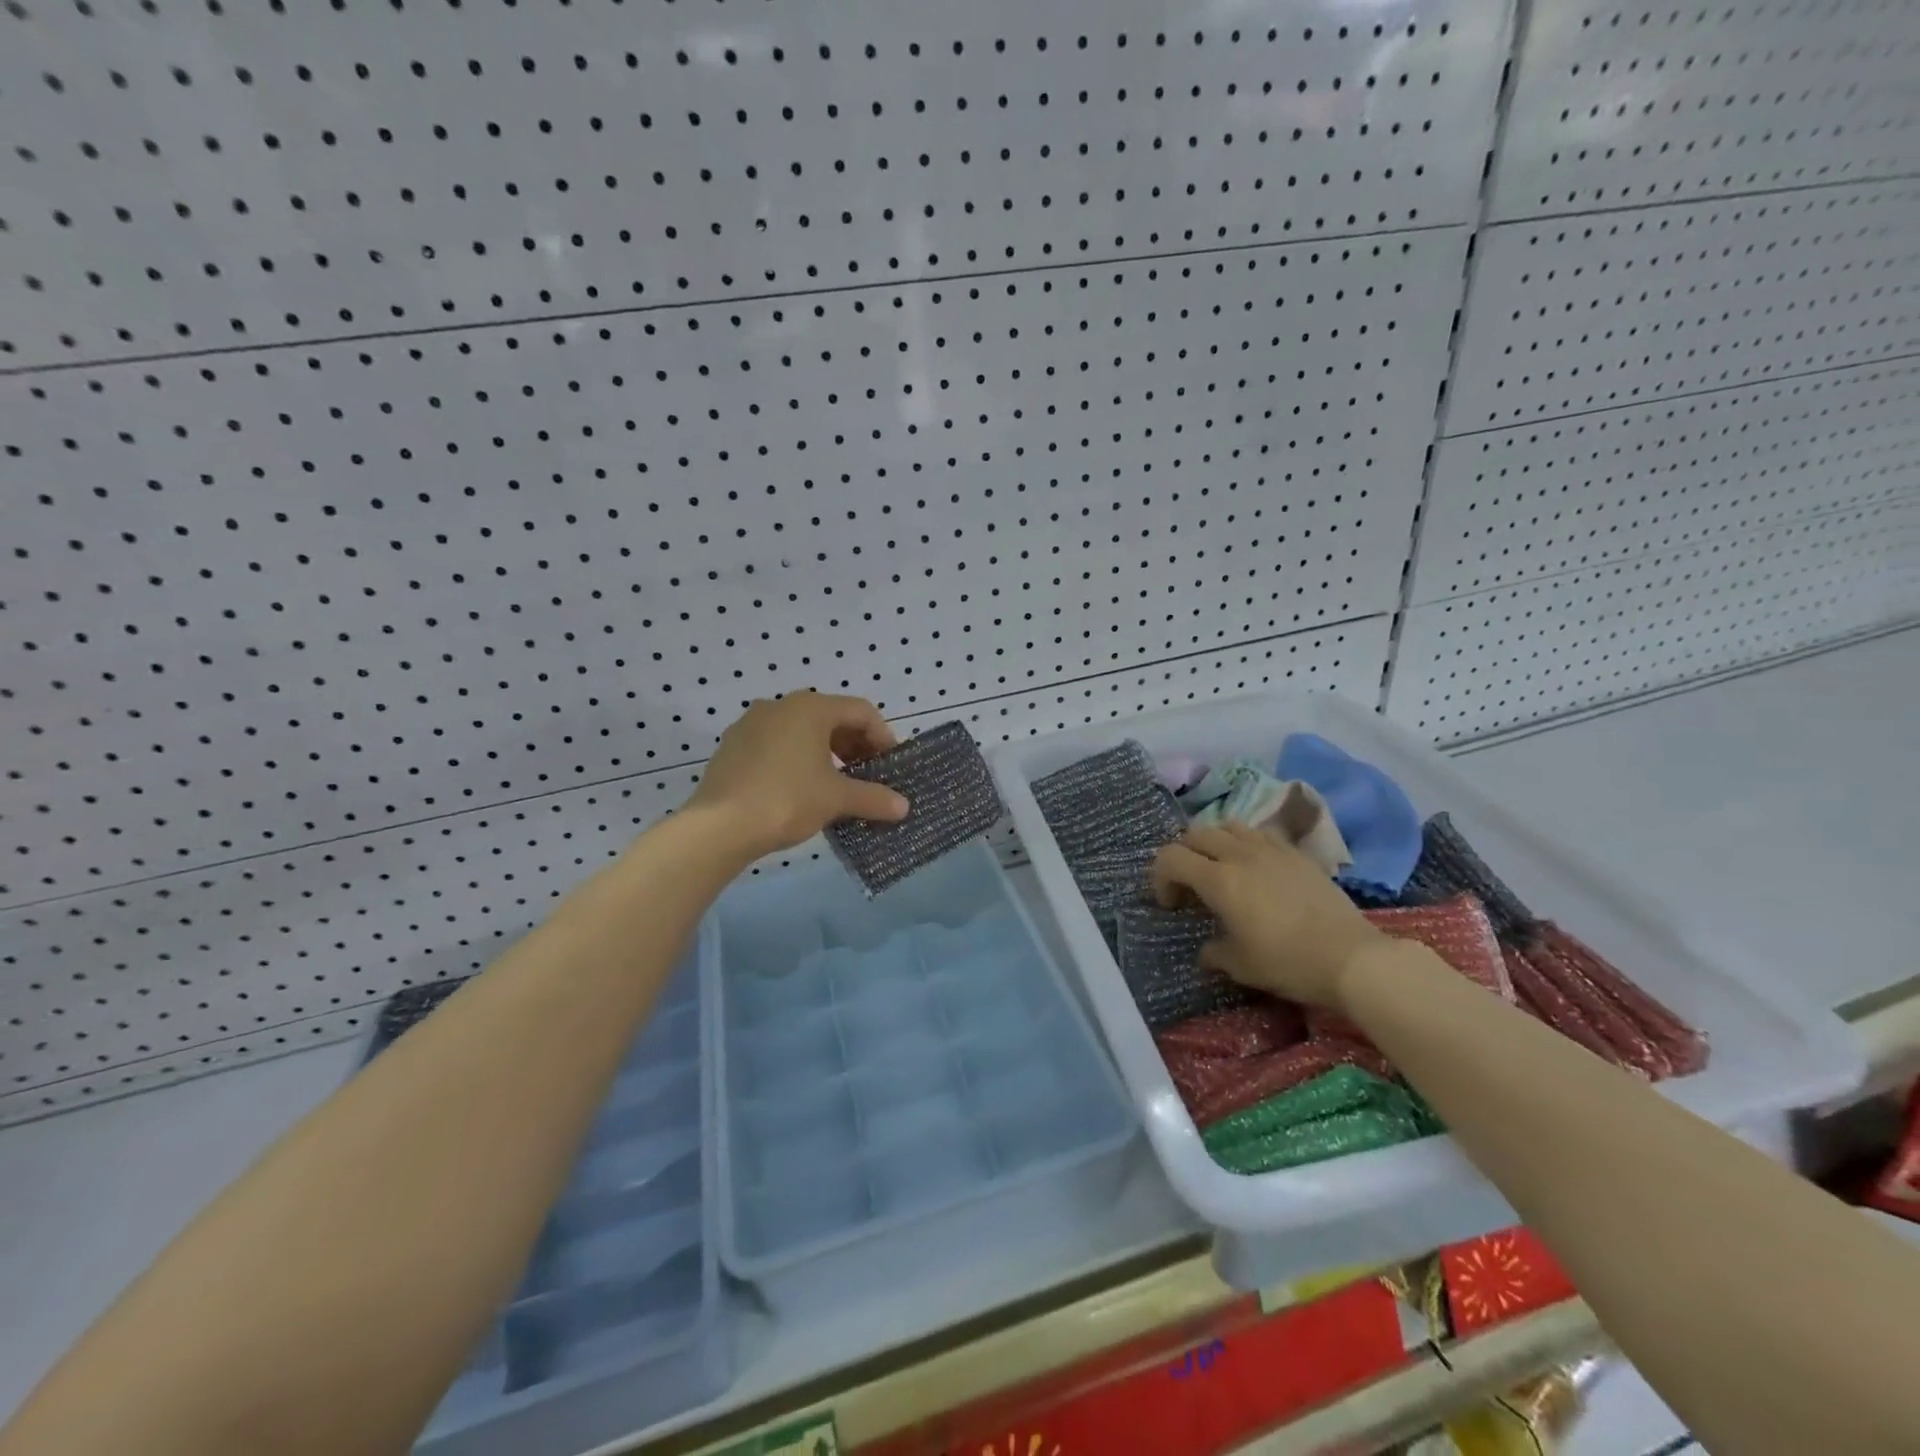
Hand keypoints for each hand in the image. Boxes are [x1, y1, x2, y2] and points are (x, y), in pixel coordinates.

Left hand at [687, 693, 909, 859]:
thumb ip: (874, 798)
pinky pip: (776, 744)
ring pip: (801, 730)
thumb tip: (904, 807)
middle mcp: (780, 705)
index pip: (861, 711)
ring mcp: (751, 723)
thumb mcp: (837, 799)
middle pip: (830, 717)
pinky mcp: (732, 746)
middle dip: (854, 745)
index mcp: (810, 708)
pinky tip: (801, 788)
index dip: (883, 736)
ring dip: (826, 752)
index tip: (890, 764)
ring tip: (836, 783)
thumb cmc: (787, 800)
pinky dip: (797, 758)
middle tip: (867, 774)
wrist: (719, 826)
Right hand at [1150, 822, 1387, 1007]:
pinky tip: (1257, 869)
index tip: (1171, 904)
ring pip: (1228, 825)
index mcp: (1218, 880)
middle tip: (1190, 885)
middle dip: (1183, 855)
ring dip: (1214, 843)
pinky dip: (1246, 843)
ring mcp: (1271, 848)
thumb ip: (1213, 952)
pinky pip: (1260, 833)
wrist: (1352, 958)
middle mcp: (1239, 854)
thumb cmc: (1288, 962)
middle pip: (1195, 834)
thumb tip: (1206, 950)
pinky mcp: (1297, 852)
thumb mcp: (1240, 966)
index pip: (1170, 858)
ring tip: (1222, 869)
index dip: (1160, 877)